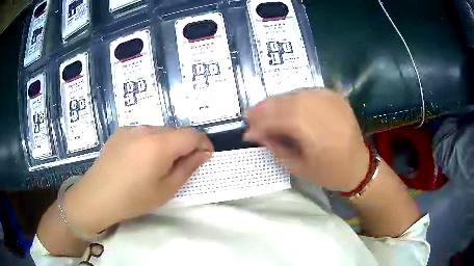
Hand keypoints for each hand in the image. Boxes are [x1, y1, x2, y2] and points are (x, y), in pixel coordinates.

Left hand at [65, 126, 212, 233]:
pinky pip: (143, 133)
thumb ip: (188, 168)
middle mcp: (145, 129)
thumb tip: (203, 153)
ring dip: (167, 144)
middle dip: (185, 146)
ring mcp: (130, 128)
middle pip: (175, 131)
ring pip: (159, 131)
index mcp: (159, 144)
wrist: (96, 197)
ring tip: (158, 165)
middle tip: (181, 167)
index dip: (204, 143)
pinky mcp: (120, 132)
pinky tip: (140, 160)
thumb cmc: (133, 199)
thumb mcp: (166, 190)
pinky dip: (150, 143)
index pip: (192, 134)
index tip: (206, 157)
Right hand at [244, 89, 368, 191]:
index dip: (260, 125)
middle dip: (264, 108)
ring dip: (276, 101)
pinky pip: (307, 92)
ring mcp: (331, 100)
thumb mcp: (299, 168)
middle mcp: (323, 111)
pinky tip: (285, 105)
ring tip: (263, 109)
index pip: (280, 121)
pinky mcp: (335, 96)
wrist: (358, 165)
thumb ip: (277, 148)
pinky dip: (292, 97)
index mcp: (316, 134)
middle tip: (249, 115)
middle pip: (286, 102)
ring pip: (295, 94)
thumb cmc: (329, 173)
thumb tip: (258, 134)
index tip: (247, 132)